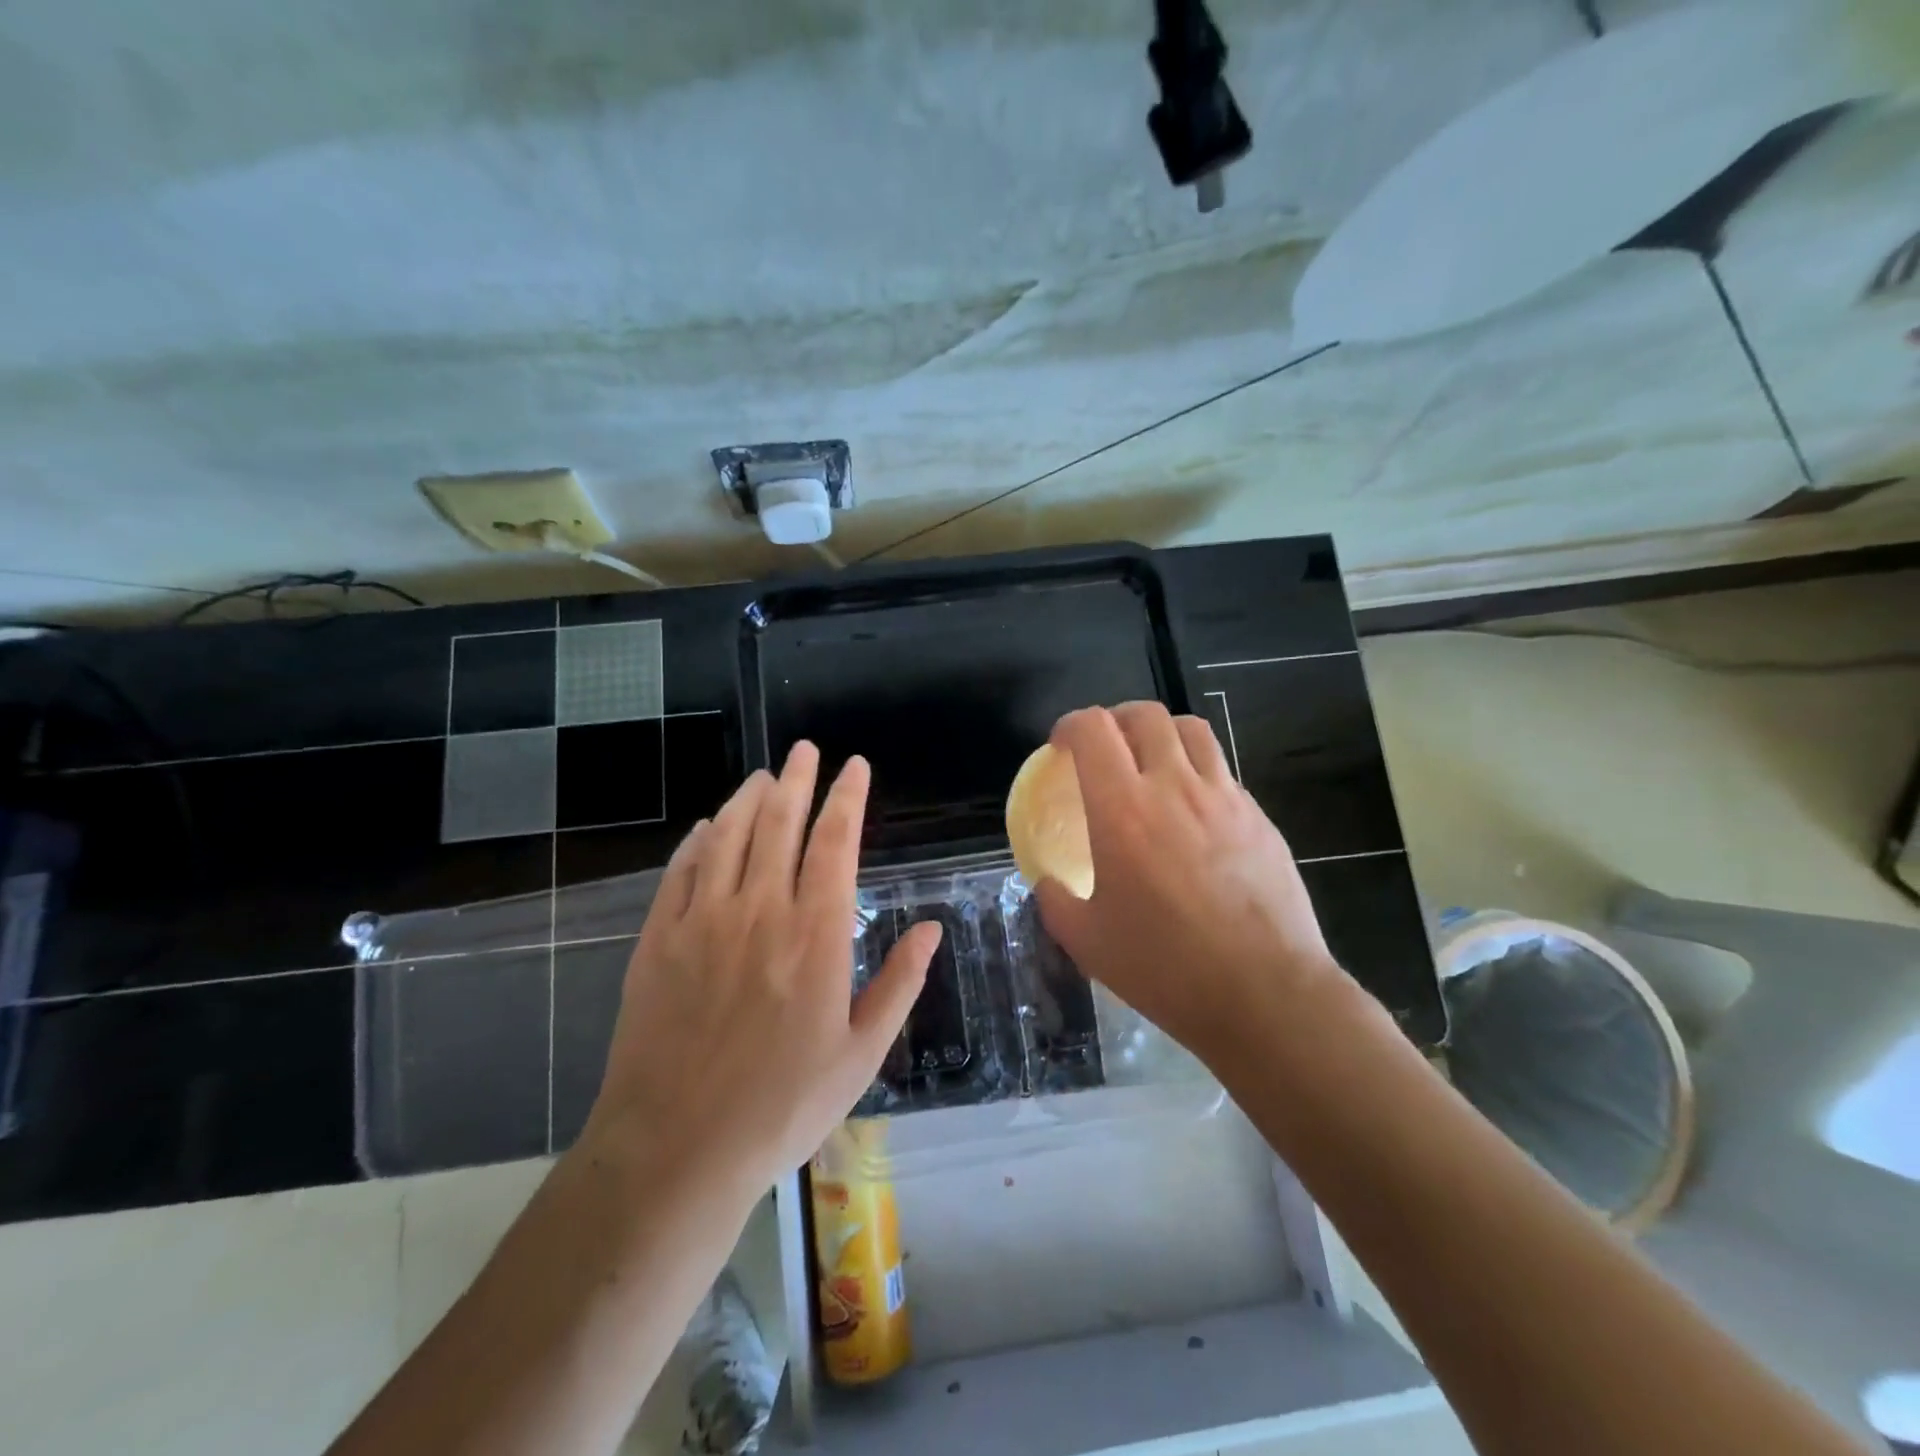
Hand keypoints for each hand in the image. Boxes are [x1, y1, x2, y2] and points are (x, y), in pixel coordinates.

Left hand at [580, 743, 940, 1203]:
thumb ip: (899, 983)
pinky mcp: (658, 939)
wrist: (675, 1149)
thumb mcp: (861, 1055)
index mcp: (814, 935)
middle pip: (779, 823)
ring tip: (764, 776)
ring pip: (729, 836)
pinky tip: (709, 826)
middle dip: (798, 780)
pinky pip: (681, 871)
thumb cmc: (781, 1106)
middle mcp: (759, 911)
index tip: (855, 767)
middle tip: (805, 750)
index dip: (847, 798)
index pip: (834, 843)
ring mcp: (702, 921)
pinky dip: (699, 840)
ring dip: (749, 799)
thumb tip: (931, 928)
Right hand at [1033, 703, 1349, 1067]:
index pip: (1093, 729)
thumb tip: (1048, 882)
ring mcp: (1224, 798)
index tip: (1060, 748)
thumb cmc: (1166, 967)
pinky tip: (1193, 812)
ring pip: (1191, 731)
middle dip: (1115, 720)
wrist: (1264, 994)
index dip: (1069, 726)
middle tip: (1104, 750)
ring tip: (1151, 763)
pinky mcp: (1259, 817)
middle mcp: (1174, 787)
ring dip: (1161, 734)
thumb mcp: (1087, 942)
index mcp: (1123, 810)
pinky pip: (1222, 771)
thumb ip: (1056, 901)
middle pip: (1145, 715)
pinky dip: (1197, 771)